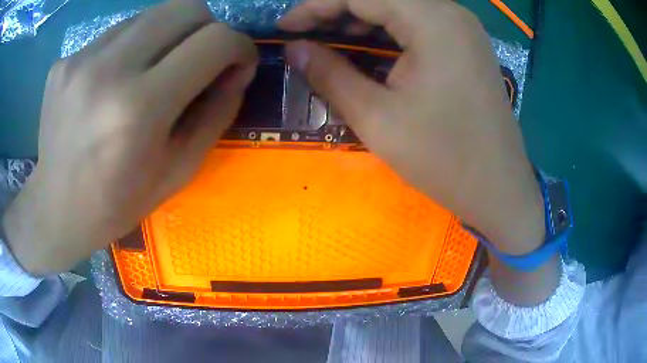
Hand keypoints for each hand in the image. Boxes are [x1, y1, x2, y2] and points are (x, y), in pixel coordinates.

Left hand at [2, 0, 257, 274]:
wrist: (56, 210)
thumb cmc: (117, 203)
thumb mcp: (177, 172)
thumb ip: (216, 115)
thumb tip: (238, 70)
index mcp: (139, 109)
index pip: (214, 41)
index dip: (239, 46)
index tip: (238, 62)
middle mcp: (108, 71)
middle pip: (186, 8)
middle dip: (208, 27)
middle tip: (200, 57)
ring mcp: (80, 60)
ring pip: (151, 14)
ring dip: (167, 35)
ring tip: (153, 70)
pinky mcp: (64, 61)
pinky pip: (116, 33)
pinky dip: (131, 47)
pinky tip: (116, 79)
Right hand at [279, 0, 544, 253]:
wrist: (498, 189)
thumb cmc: (443, 158)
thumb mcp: (377, 118)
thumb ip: (330, 74)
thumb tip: (294, 49)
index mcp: (433, 20)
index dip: (316, 6)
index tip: (285, 27)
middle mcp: (451, 13)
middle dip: (337, 9)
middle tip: (305, 34)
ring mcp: (463, 28)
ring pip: (401, 7)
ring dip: (361, 18)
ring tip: (329, 38)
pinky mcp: (467, 45)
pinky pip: (419, 23)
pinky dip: (388, 30)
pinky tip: (368, 46)